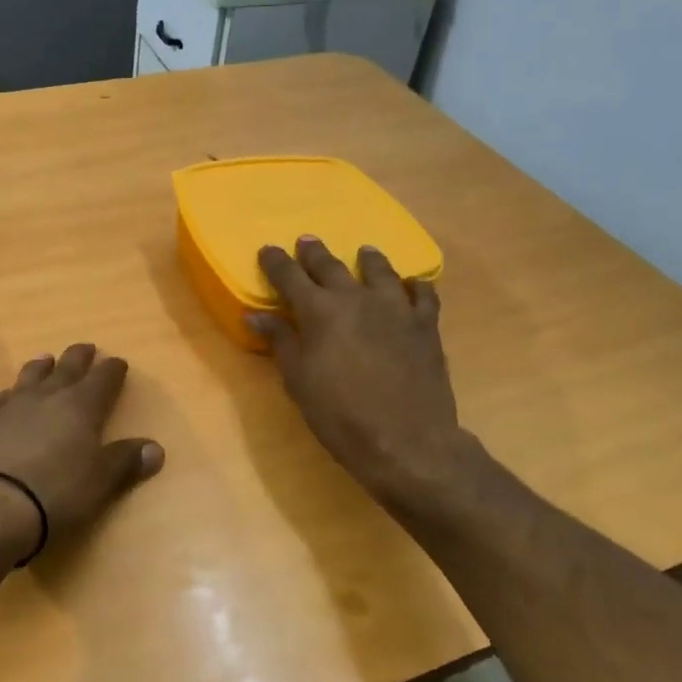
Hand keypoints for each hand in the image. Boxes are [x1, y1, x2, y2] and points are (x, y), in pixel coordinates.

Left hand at [0, 343, 164, 553]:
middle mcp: (48, 397)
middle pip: (67, 368)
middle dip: (79, 357)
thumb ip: (125, 462)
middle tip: (86, 347)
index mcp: (81, 406)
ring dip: (41, 367)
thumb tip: (155, 449)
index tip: (118, 362)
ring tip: (46, 359)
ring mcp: (12, 407)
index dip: (112, 369)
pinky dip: (5, 395)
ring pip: (30, 376)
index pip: (103, 379)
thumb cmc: (56, 492)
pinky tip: (4, 397)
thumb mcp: (101, 481)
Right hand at [248, 237, 470, 517]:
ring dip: (368, 259)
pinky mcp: (425, 325)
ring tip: (364, 251)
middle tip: (307, 241)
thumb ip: (281, 341)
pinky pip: (423, 294)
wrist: (406, 440)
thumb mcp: (299, 381)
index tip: (268, 249)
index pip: (290, 276)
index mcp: (319, 311)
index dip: (276, 262)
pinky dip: (415, 285)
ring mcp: (395, 308)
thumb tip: (255, 314)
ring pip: (380, 271)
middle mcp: (356, 298)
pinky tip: (412, 284)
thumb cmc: (340, 415)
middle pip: (331, 266)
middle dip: (315, 253)